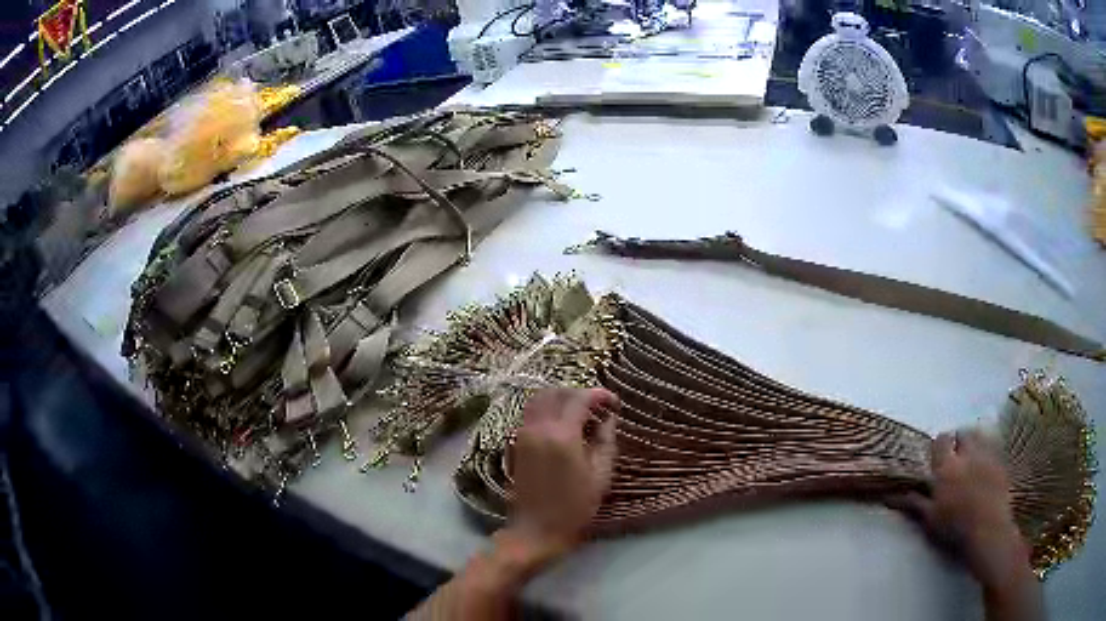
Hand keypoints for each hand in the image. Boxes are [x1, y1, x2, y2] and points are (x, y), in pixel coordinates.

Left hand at [506, 388, 619, 558]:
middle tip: (599, 406)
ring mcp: (523, 433)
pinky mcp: (516, 442)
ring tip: (581, 412)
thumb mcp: (600, 475)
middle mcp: (538, 427)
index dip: (599, 394)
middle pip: (557, 392)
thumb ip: (606, 440)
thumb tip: (609, 417)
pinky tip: (563, 423)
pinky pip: (531, 413)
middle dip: (579, 392)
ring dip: (561, 398)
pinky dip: (548, 408)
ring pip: (540, 399)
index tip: (614, 402)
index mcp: (562, 434)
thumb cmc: (574, 506)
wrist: (536, 528)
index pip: (580, 398)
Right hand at [890, 429, 1030, 590]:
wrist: (988, 529)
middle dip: (960, 440)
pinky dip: (989, 451)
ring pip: (980, 436)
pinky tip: (986, 465)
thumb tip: (889, 497)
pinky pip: (994, 447)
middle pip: (963, 433)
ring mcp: (987, 455)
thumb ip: (914, 503)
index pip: (942, 440)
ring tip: (972, 457)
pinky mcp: (1001, 461)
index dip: (940, 445)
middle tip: (957, 456)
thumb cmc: (954, 527)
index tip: (938, 456)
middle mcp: (967, 454)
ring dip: (975, 442)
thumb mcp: (930, 518)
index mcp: (947, 467)